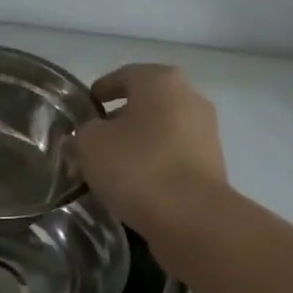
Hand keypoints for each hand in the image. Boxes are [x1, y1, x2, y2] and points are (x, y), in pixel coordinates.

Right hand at [76, 64, 227, 236]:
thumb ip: (81, 133)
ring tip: (112, 167)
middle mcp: (189, 97)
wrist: (191, 216)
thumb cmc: (137, 167)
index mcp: (161, 81)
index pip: (123, 76)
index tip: (83, 109)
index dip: (100, 91)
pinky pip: (174, 155)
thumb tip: (84, 136)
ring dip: (138, 143)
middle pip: (146, 103)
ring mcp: (205, 131)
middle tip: (93, 141)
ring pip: (161, 130)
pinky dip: (155, 162)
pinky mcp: (212, 163)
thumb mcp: (90, 145)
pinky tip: (137, 184)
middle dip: (120, 118)